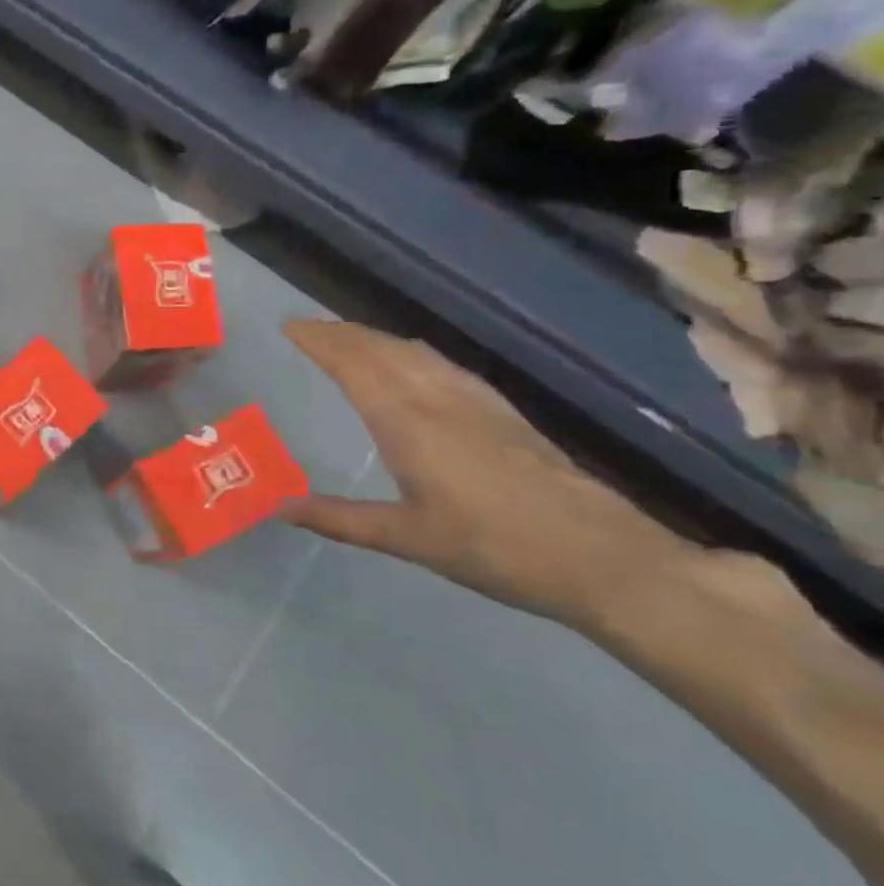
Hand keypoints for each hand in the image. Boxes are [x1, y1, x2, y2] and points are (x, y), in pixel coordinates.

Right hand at [281, 320, 695, 624]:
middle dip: (341, 333)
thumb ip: (339, 519)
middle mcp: (438, 398)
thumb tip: (278, 507)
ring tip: (348, 340)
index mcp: (407, 421)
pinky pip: (443, 364)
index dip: (320, 341)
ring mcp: (476, 401)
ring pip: (415, 351)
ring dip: (375, 338)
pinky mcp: (504, 412)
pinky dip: (411, 352)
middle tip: (307, 330)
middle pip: (382, 348)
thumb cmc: (496, 548)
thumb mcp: (408, 539)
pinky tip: (415, 364)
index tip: (288, 327)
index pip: (353, 364)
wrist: (606, 558)